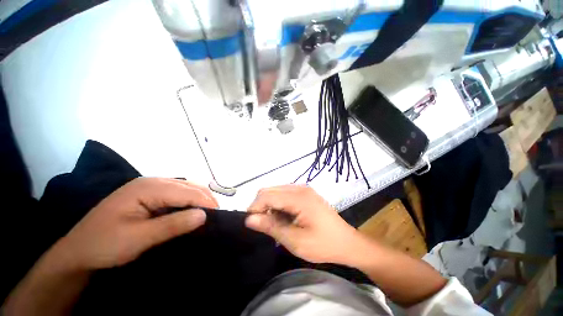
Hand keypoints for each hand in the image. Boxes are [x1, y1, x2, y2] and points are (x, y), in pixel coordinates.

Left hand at [52, 177, 217, 270]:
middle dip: (205, 199)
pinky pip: (178, 193)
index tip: (219, 215)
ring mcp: (150, 186)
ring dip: (199, 199)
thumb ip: (172, 225)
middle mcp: (152, 181)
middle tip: (216, 215)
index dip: (205, 202)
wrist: (78, 251)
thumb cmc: (104, 245)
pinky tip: (191, 210)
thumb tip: (204, 215)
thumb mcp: (138, 238)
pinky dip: (189, 201)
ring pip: (186, 188)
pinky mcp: (150, 194)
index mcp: (147, 187)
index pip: (186, 191)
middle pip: (189, 186)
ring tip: (208, 213)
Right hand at [245, 185, 361, 264]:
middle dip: (261, 205)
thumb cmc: (323, 245)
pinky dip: (278, 203)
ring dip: (269, 204)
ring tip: (274, 222)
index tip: (252, 224)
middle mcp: (300, 188)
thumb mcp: (295, 240)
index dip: (255, 208)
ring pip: (276, 191)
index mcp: (299, 197)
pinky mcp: (305, 193)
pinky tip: (283, 217)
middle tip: (264, 224)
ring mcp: (303, 189)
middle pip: (270, 190)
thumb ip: (271, 227)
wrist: (347, 242)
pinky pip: (284, 193)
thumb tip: (249, 219)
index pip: (267, 195)